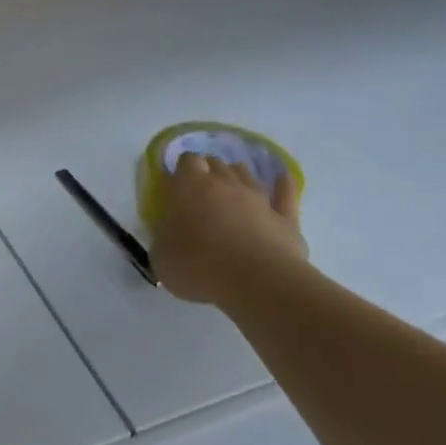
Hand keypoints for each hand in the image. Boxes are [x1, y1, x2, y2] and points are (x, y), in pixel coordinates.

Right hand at [151, 153, 307, 306]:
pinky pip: (285, 194)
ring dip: (237, 176)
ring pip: (247, 175)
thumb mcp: (160, 255)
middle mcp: (225, 184)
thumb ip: (163, 236)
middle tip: (200, 190)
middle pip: (217, 164)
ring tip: (231, 186)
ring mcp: (258, 198)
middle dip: (208, 171)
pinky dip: (283, 185)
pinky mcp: (285, 218)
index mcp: (190, 187)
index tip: (177, 183)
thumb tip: (169, 233)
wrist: (257, 282)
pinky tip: (283, 178)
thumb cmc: (199, 266)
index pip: (187, 161)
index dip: (182, 169)